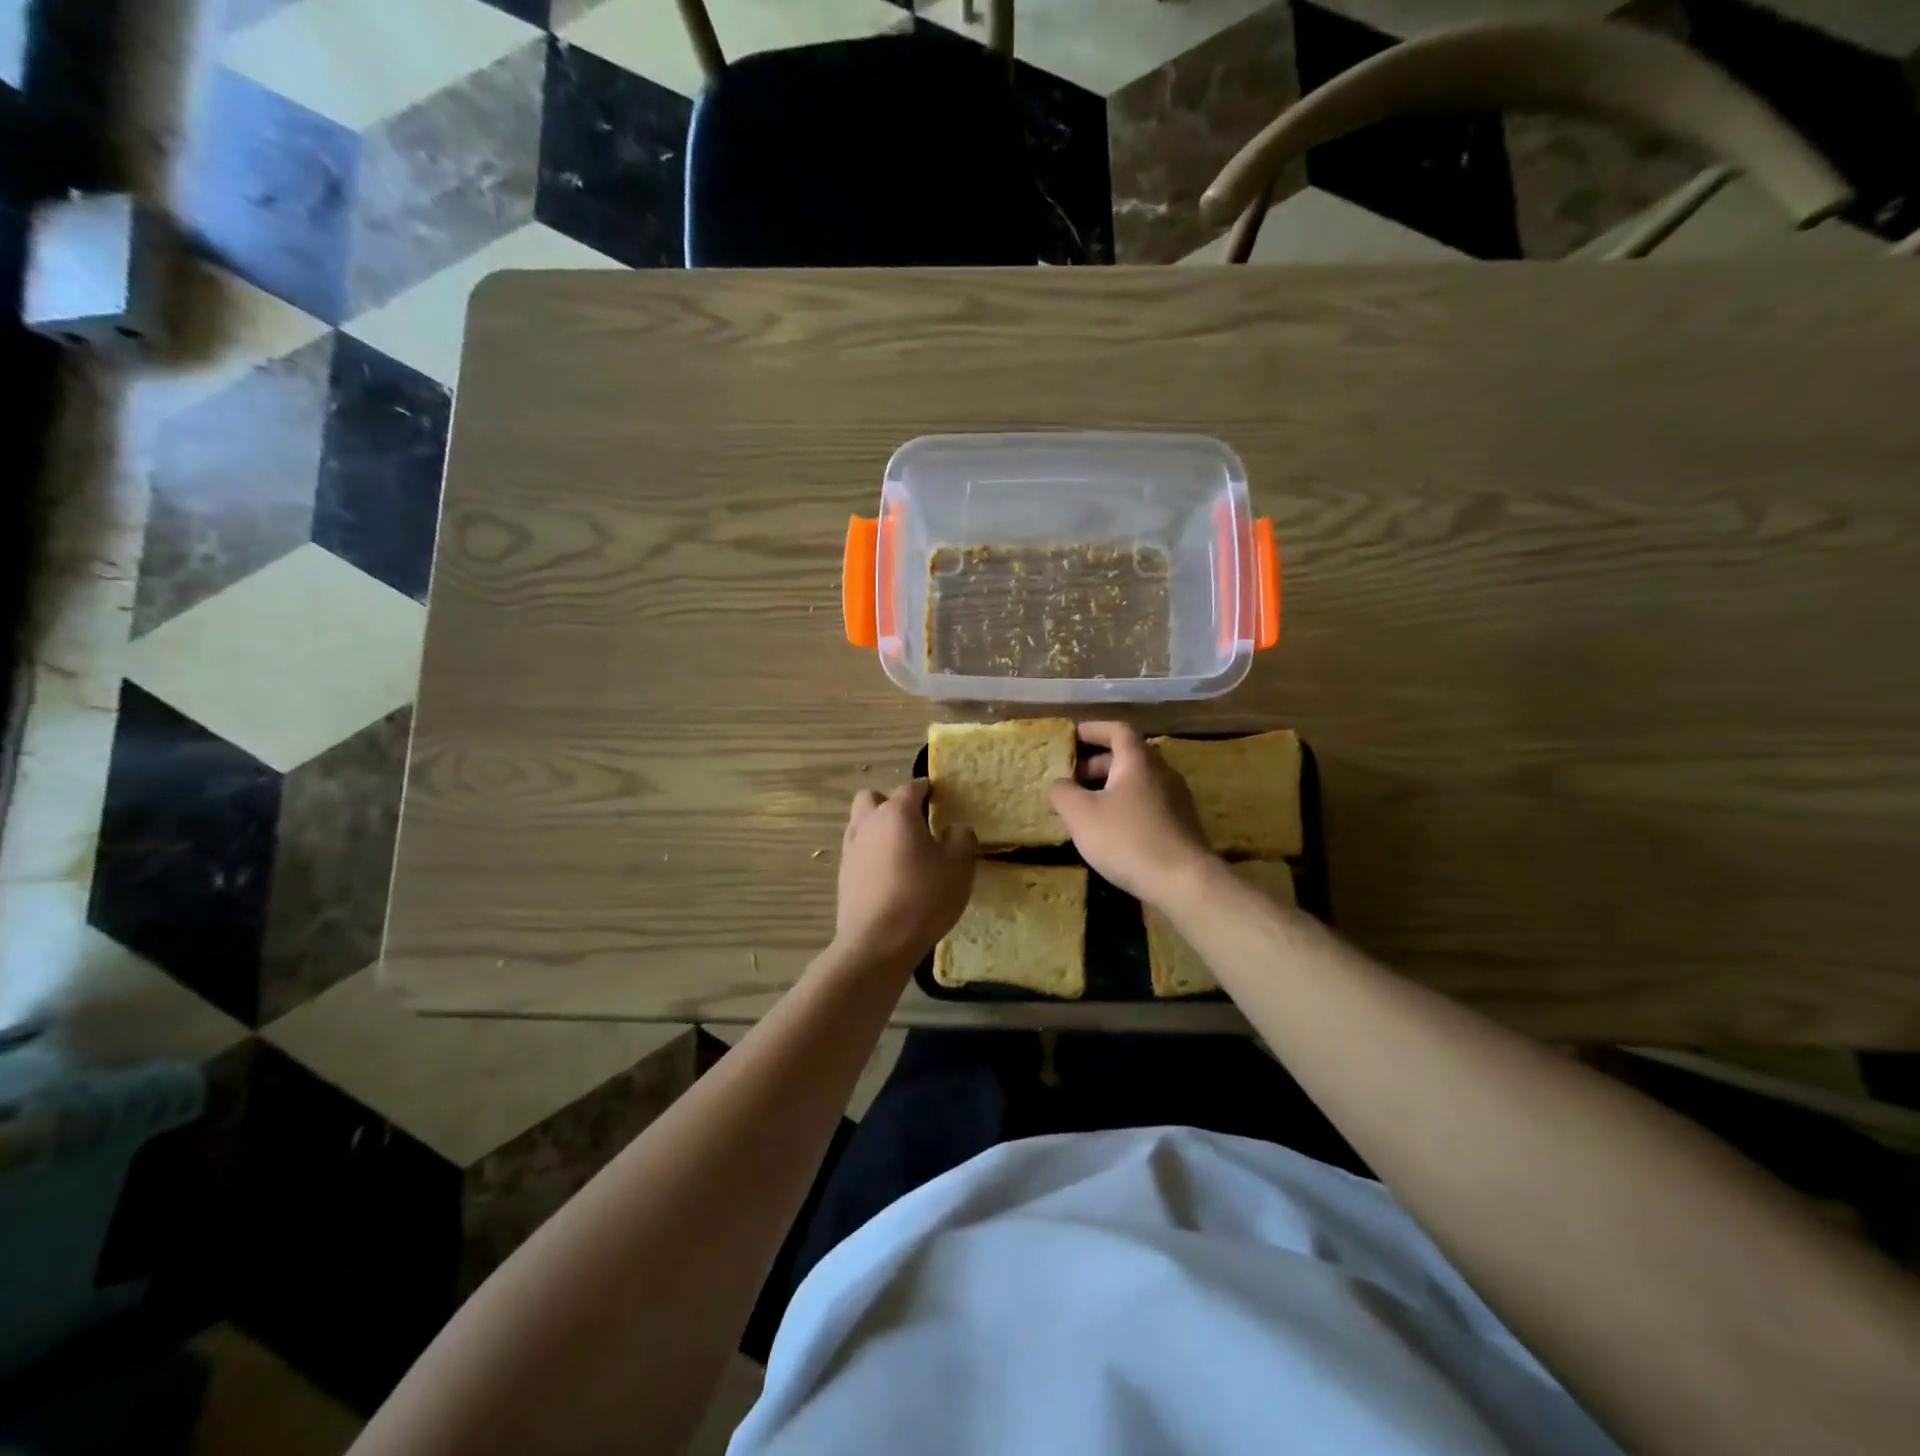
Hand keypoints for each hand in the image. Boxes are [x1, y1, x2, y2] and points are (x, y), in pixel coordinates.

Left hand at [831, 780, 976, 973]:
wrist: (877, 943)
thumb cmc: (923, 897)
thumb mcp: (959, 866)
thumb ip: (961, 838)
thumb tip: (954, 829)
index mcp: (897, 813)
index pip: (912, 787)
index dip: (928, 789)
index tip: (941, 799)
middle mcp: (868, 823)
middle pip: (873, 798)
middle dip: (891, 804)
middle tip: (915, 824)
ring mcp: (851, 849)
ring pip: (861, 824)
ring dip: (878, 829)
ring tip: (902, 852)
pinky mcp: (843, 875)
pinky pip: (858, 851)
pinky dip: (872, 855)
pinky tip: (890, 876)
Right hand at [1049, 722, 1215, 905]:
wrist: (1184, 881)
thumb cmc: (1127, 839)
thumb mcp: (1081, 814)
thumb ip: (1064, 792)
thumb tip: (1061, 783)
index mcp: (1138, 761)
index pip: (1117, 729)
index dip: (1093, 729)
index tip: (1072, 736)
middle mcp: (1162, 772)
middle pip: (1128, 755)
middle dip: (1097, 762)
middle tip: (1072, 776)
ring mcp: (1176, 798)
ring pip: (1138, 781)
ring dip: (1110, 785)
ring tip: (1086, 804)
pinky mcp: (1181, 824)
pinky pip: (1148, 802)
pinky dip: (1125, 804)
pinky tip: (1110, 828)